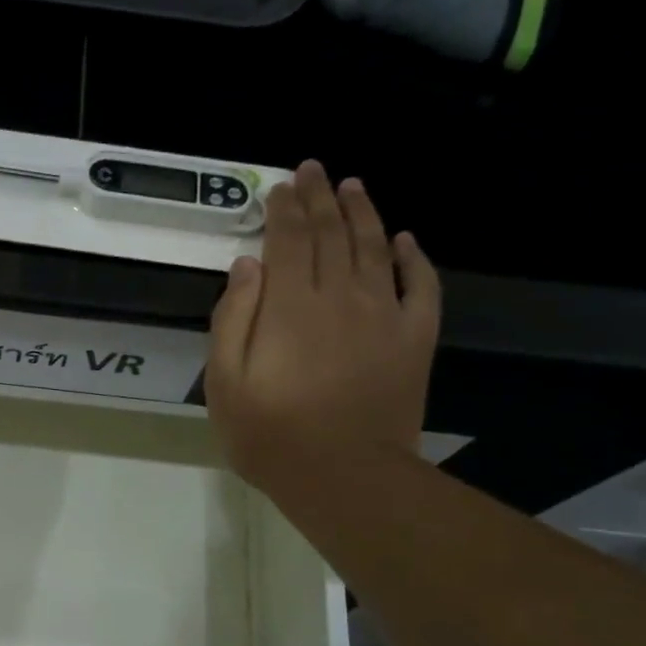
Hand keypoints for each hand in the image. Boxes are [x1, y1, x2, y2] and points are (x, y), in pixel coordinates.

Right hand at [206, 160, 440, 500]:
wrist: (344, 476)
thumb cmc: (270, 435)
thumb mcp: (224, 383)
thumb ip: (231, 320)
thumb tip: (245, 266)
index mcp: (289, 306)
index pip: (287, 241)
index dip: (283, 209)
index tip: (280, 186)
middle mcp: (339, 296)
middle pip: (330, 234)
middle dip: (319, 198)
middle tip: (314, 169)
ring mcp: (384, 315)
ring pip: (375, 248)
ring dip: (363, 213)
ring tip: (353, 187)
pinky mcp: (414, 338)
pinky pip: (421, 286)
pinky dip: (415, 258)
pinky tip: (407, 240)